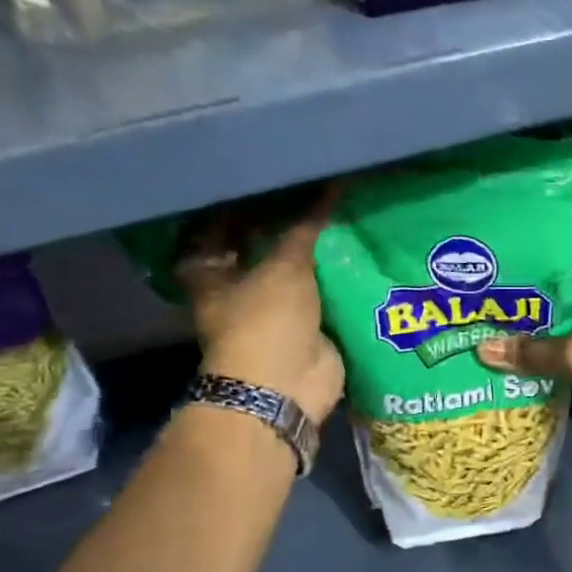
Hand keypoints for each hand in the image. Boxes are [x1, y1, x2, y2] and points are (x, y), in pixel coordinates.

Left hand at [176, 194, 344, 424]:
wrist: (287, 387)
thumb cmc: (267, 321)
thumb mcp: (284, 267)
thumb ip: (305, 230)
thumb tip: (329, 188)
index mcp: (212, 276)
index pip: (215, 232)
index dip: (235, 209)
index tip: (264, 184)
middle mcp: (238, 293)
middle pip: (259, 252)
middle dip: (284, 230)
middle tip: (313, 196)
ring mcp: (275, 315)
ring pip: (295, 276)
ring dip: (315, 257)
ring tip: (342, 218)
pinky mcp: (308, 332)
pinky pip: (324, 299)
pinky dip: (338, 283)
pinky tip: (359, 257)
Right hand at [477, 256, 571, 447]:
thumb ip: (532, 350)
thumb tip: (481, 349)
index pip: (563, 258)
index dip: (529, 266)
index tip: (493, 272)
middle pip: (563, 290)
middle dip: (529, 301)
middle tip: (484, 301)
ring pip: (568, 318)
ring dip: (539, 327)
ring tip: (492, 324)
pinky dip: (553, 347)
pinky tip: (519, 351)